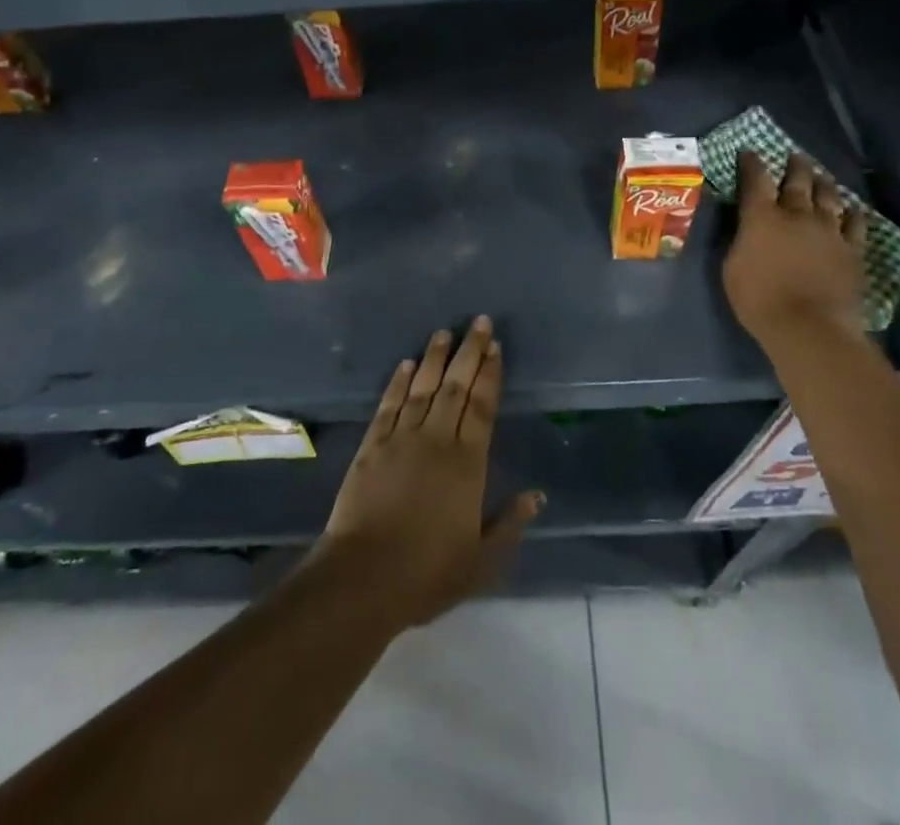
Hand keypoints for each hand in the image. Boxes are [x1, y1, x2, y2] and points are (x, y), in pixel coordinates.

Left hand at [316, 317, 543, 629]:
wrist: (363, 578)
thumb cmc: (428, 573)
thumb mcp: (482, 561)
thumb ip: (510, 524)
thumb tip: (537, 495)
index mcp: (467, 464)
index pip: (482, 407)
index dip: (489, 374)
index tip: (495, 347)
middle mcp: (436, 440)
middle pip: (455, 387)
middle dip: (468, 352)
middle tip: (478, 322)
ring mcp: (401, 439)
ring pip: (422, 388)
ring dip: (435, 358)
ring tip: (444, 332)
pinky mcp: (372, 446)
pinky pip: (389, 405)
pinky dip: (398, 382)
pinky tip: (406, 364)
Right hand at [723, 150, 868, 355]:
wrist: (809, 327)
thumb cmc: (759, 299)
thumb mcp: (731, 267)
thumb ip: (739, 240)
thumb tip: (743, 226)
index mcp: (761, 217)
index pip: (755, 180)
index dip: (752, 164)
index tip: (750, 152)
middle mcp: (796, 215)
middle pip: (797, 181)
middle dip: (795, 166)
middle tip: (795, 156)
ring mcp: (828, 230)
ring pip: (828, 196)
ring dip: (823, 183)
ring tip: (821, 175)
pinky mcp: (852, 250)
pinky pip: (856, 224)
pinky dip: (853, 213)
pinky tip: (853, 209)